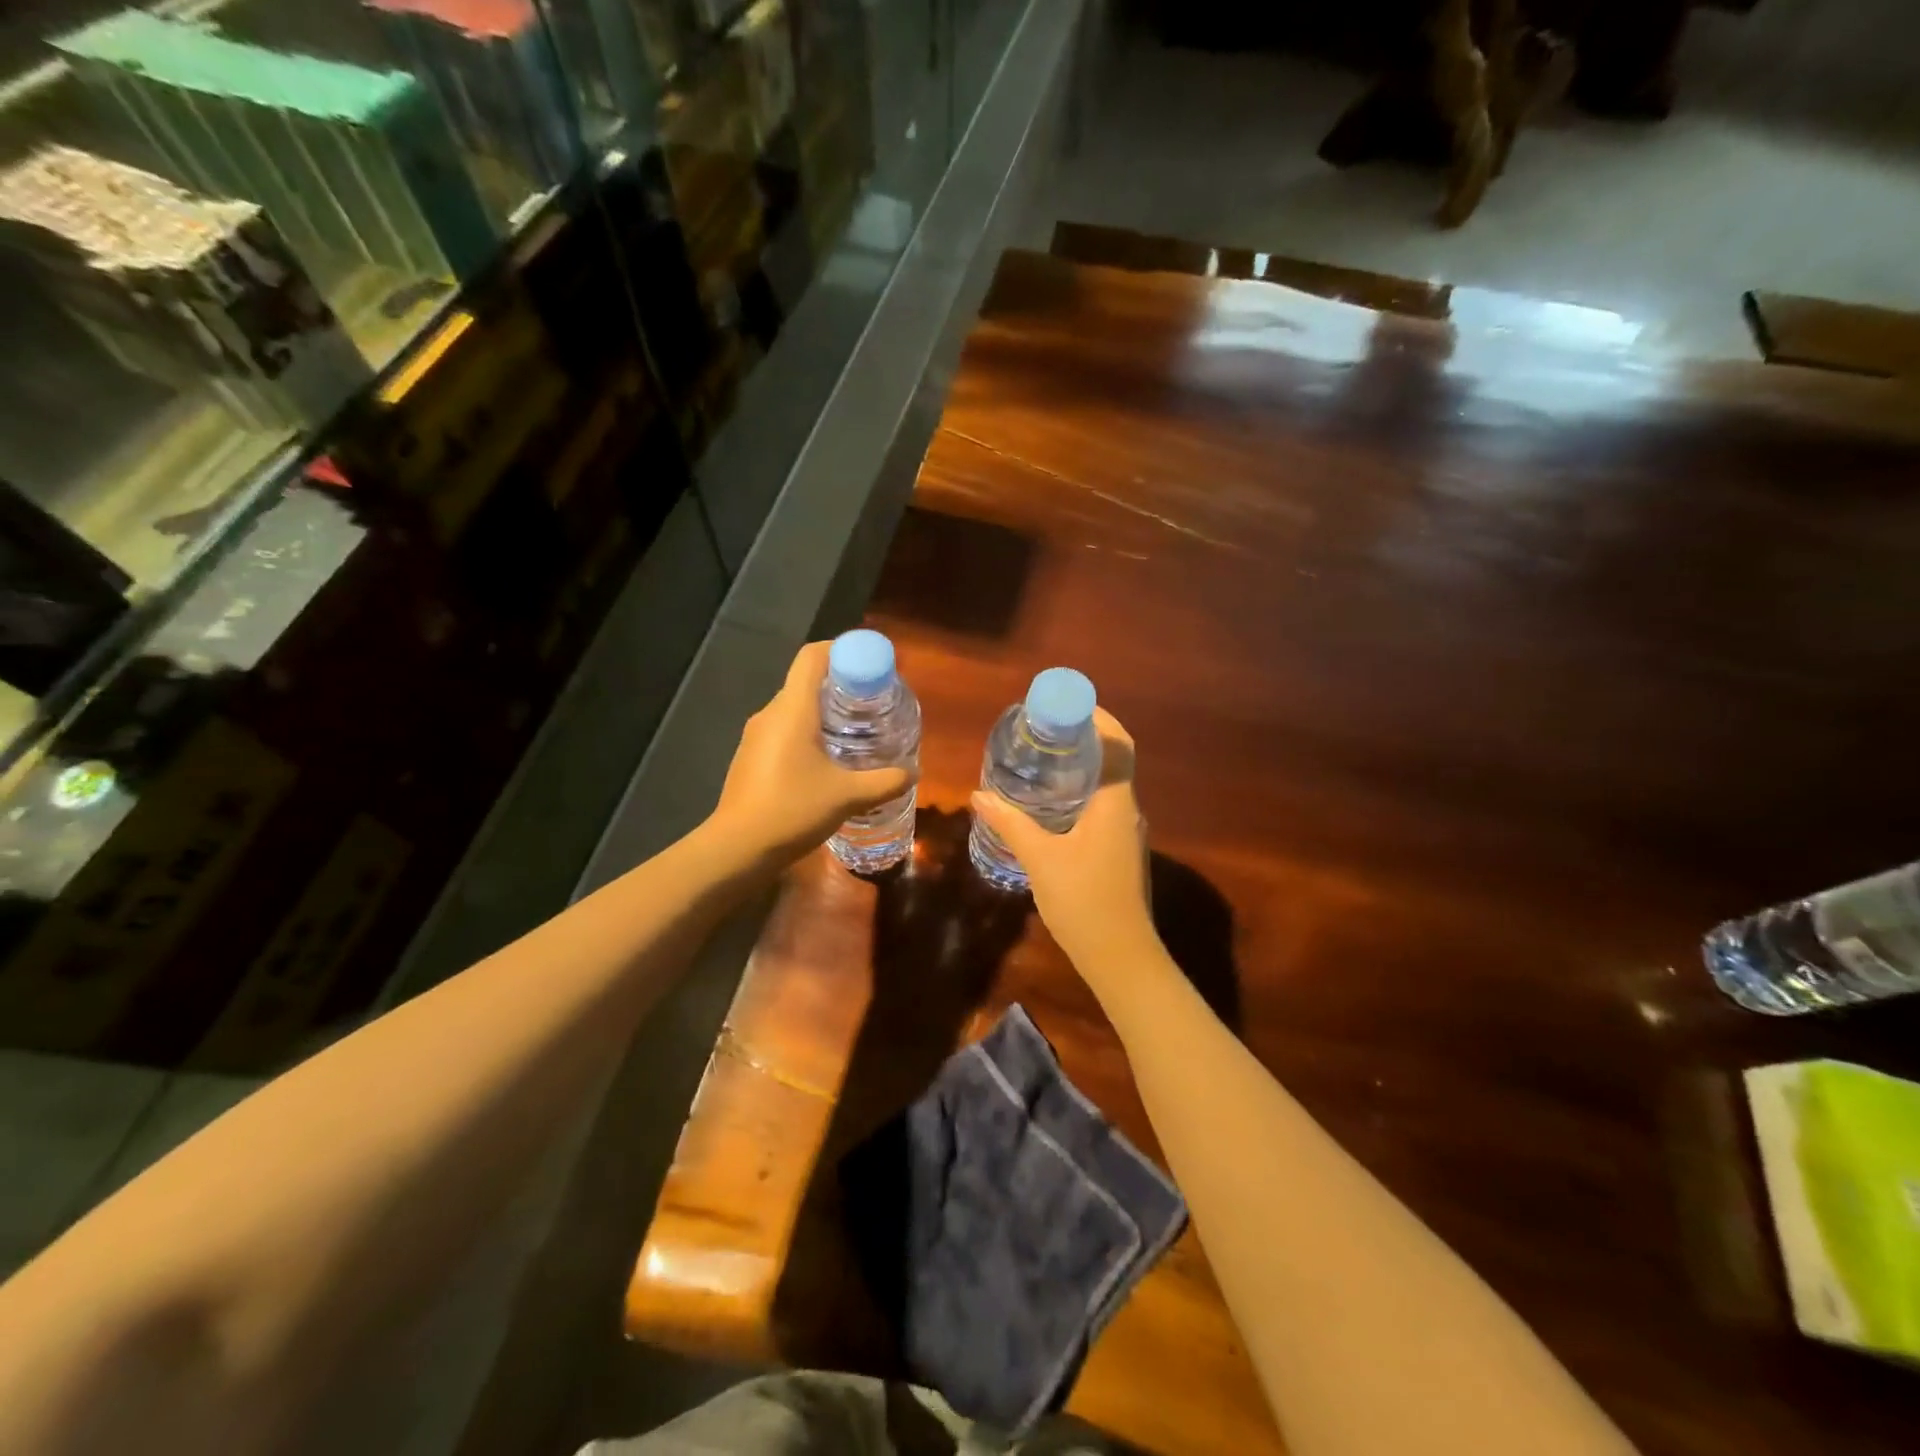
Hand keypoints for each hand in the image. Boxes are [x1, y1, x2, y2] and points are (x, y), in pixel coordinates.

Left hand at [709, 641, 914, 866]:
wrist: (737, 848)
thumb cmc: (793, 810)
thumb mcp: (848, 796)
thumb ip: (884, 782)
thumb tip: (912, 772)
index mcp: (792, 709)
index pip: (813, 656)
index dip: (844, 650)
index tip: (872, 666)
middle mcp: (770, 713)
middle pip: (807, 681)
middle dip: (842, 686)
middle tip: (874, 704)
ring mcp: (756, 736)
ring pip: (795, 709)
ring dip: (825, 713)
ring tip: (856, 733)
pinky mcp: (750, 757)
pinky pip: (784, 731)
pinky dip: (808, 734)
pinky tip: (828, 762)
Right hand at [969, 709, 1158, 973]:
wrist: (1120, 957)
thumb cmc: (1083, 901)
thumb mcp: (1040, 858)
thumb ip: (1010, 823)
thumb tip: (979, 794)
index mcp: (1115, 802)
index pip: (1117, 744)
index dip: (1097, 717)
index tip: (1063, 705)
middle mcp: (1127, 810)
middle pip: (1112, 759)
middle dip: (1083, 738)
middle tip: (1042, 729)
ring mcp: (1125, 832)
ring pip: (1107, 784)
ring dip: (1081, 766)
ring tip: (1042, 758)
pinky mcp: (1118, 851)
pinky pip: (1102, 806)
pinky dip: (1080, 792)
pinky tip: (1050, 803)